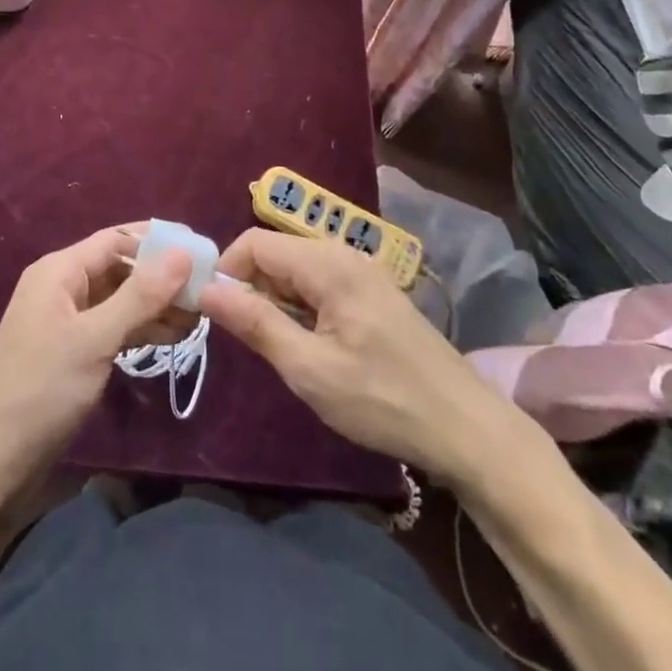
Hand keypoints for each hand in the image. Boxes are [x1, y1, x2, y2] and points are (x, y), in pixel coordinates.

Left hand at [0, 225, 191, 493]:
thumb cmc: (40, 389)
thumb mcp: (94, 339)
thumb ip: (140, 296)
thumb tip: (183, 253)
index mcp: (59, 270)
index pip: (116, 240)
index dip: (157, 243)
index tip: (200, 251)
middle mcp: (62, 287)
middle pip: (119, 268)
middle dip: (161, 278)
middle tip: (206, 290)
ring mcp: (66, 321)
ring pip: (119, 300)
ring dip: (155, 306)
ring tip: (198, 318)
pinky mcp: (72, 351)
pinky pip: (112, 326)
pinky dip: (140, 329)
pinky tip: (172, 337)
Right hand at [200, 229, 527, 477]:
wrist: (467, 428)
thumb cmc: (382, 399)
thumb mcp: (309, 368)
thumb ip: (255, 323)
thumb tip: (204, 289)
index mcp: (327, 263)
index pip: (254, 242)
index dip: (227, 271)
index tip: (213, 313)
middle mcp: (343, 253)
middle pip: (276, 252)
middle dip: (251, 287)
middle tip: (246, 339)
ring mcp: (362, 270)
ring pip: (297, 268)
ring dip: (276, 299)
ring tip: (278, 346)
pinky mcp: (373, 291)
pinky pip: (320, 282)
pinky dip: (302, 305)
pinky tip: (311, 344)